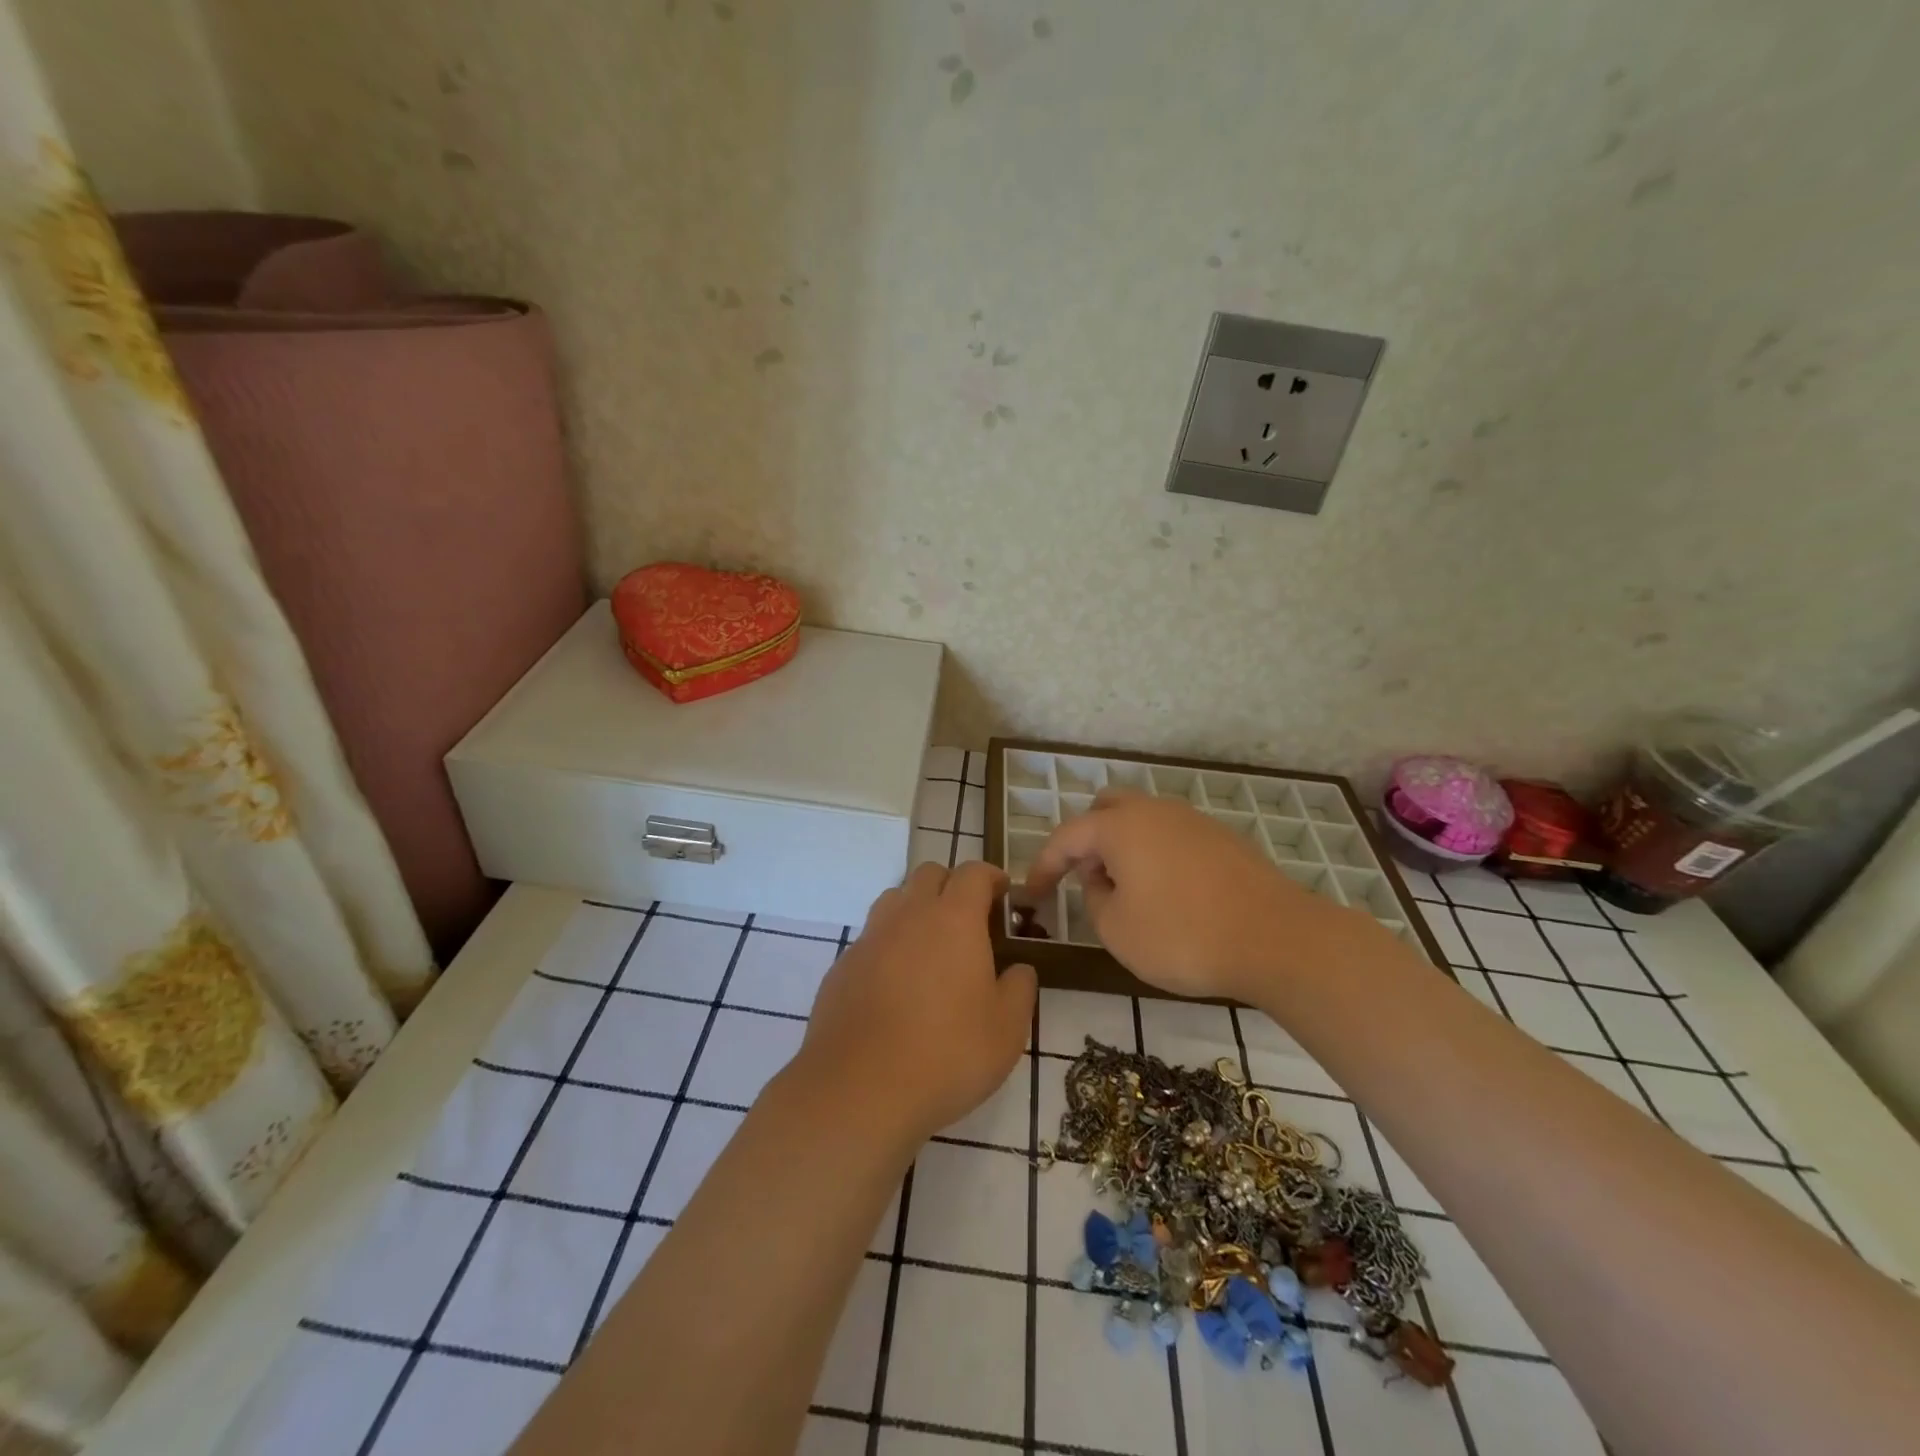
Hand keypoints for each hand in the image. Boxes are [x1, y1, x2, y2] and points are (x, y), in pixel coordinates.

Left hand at [793, 861, 1035, 1147]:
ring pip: (895, 900)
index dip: (992, 877)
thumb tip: (1017, 969)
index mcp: (953, 919)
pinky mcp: (842, 967)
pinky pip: (871, 939)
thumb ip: (1020, 988)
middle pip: (929, 874)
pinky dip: (888, 946)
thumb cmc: (948, 1054)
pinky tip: (895, 987)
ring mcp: (869, 938)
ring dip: (916, 909)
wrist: (860, 1090)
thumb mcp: (1007, 1028)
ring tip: (931, 948)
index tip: (1003, 894)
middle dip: (952, 886)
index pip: (973, 873)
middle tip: (969, 920)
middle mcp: (908, 915)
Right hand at [1025, 789, 1349, 1000]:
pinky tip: (1166, 893)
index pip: (1066, 837)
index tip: (1032, 893)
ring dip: (1122, 847)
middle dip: (1086, 840)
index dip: (1044, 865)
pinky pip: (1171, 836)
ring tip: (1125, 890)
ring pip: (1142, 820)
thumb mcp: (1118, 931)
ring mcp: (1193, 821)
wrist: (1278, 939)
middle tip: (1084, 878)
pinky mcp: (1222, 839)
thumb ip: (1094, 899)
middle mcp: (1154, 811)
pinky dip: (1154, 855)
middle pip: (1106, 809)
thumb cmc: (1184, 936)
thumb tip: (1101, 880)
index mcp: (1120, 826)